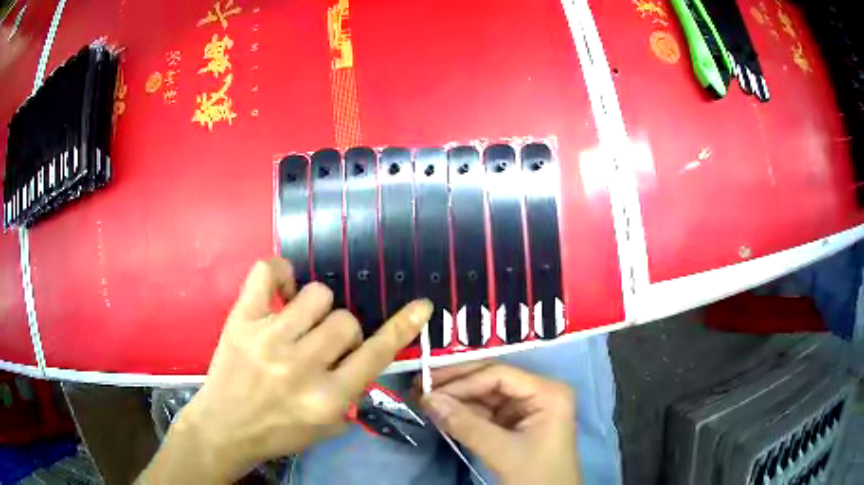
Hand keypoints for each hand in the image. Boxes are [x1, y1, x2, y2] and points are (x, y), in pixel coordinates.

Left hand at [138, 259, 432, 483]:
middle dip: (340, 333)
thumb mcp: (328, 426)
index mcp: (327, 398)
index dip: (402, 327)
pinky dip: (281, 273)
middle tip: (320, 347)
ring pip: (317, 295)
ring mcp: (269, 338)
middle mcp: (301, 366)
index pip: (375, 354)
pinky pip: (269, 271)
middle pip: (345, 321)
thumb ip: (353, 392)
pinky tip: (281, 292)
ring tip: (298, 324)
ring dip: (315, 309)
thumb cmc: (279, 431)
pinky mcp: (241, 319)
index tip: (420, 306)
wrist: (225, 427)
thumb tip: (364, 354)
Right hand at [420, 362, 580, 484]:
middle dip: (456, 385)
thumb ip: (465, 424)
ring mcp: (526, 409)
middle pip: (491, 381)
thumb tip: (427, 399)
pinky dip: (463, 414)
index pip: (499, 375)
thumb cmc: (535, 475)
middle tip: (420, 384)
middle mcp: (538, 393)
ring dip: (455, 399)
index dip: (462, 381)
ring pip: (485, 396)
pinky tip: (441, 414)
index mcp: (547, 392)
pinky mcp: (515, 424)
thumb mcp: (501, 451)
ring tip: (424, 399)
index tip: (429, 391)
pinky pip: (486, 413)